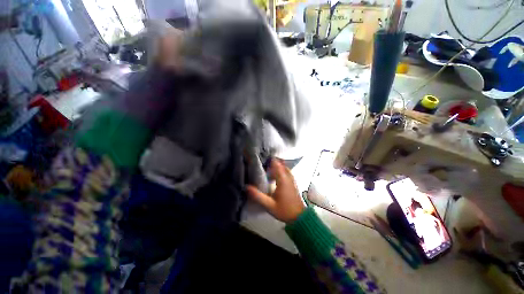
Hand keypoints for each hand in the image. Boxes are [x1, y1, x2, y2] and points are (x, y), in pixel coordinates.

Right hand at [247, 159, 304, 222]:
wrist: (299, 217)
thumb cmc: (284, 210)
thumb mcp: (269, 205)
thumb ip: (258, 196)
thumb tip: (247, 187)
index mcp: (282, 179)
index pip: (276, 164)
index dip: (269, 159)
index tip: (261, 156)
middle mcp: (288, 177)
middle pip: (281, 164)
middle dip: (272, 161)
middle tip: (262, 162)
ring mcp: (291, 179)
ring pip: (284, 167)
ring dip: (277, 165)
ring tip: (267, 167)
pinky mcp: (292, 182)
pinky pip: (286, 172)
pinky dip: (280, 170)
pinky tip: (274, 175)